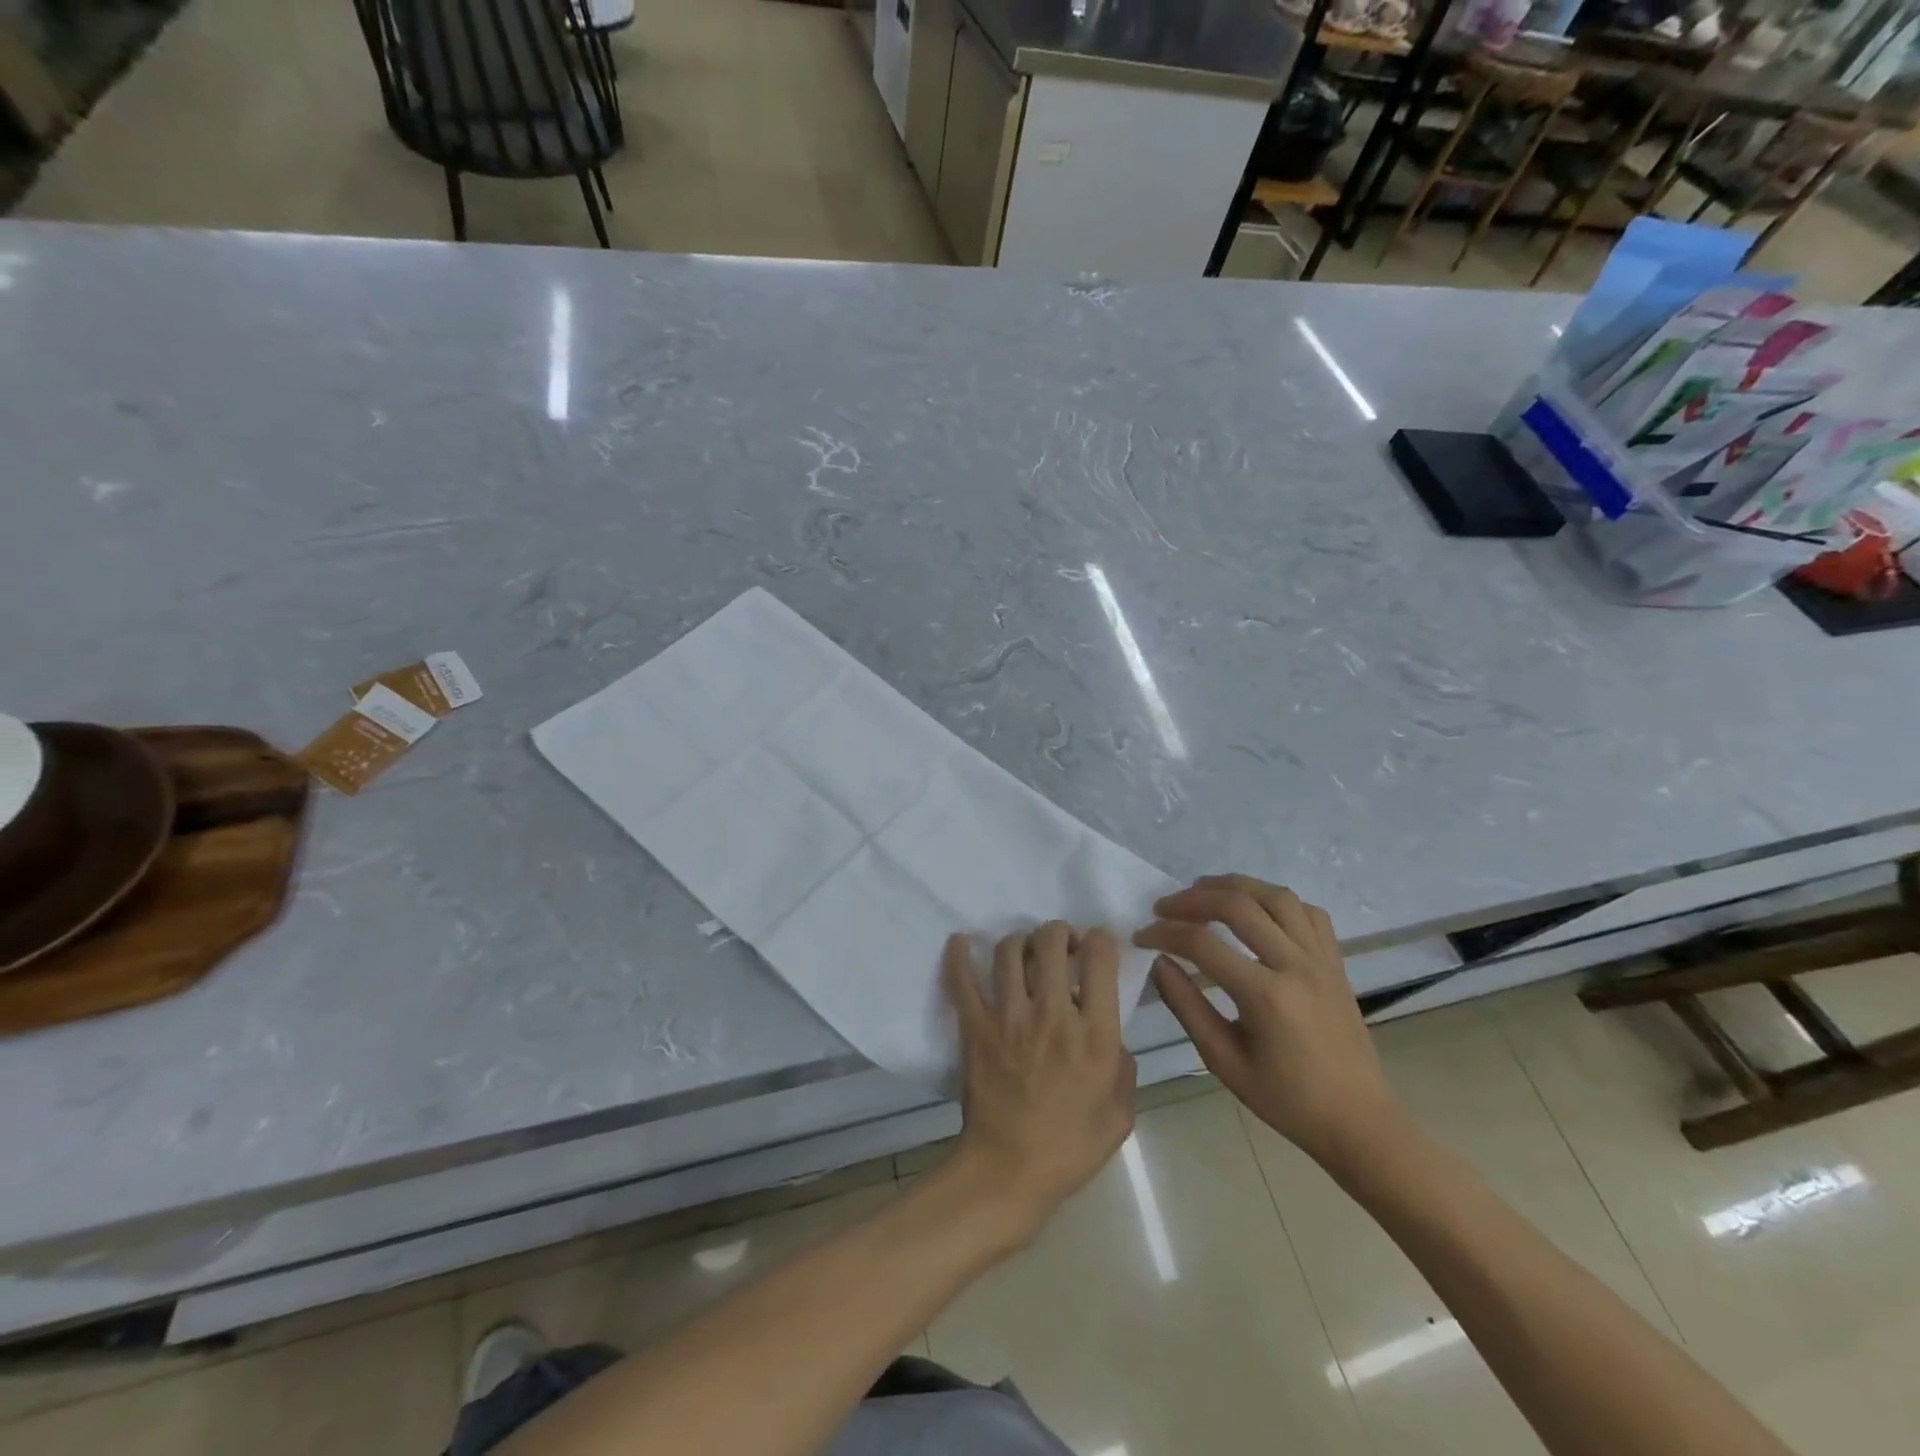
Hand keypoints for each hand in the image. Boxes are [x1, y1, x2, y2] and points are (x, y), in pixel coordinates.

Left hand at [942, 922, 1136, 1241]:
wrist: (1009, 1172)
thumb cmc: (1070, 1149)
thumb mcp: (1119, 1116)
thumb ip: (1123, 1069)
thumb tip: (1113, 1039)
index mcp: (1094, 1034)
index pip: (1100, 959)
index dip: (1101, 939)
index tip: (1097, 945)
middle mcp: (1053, 1014)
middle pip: (1052, 942)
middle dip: (1059, 932)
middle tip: (1060, 945)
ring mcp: (1009, 1017)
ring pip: (1010, 951)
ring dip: (1021, 942)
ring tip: (1025, 951)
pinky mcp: (976, 1027)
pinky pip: (963, 981)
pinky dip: (959, 956)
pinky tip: (960, 942)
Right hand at [1136, 876, 1401, 1169]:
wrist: (1358, 1120)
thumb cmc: (1286, 1099)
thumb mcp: (1224, 1061)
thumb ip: (1187, 1007)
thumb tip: (1159, 963)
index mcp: (1266, 996)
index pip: (1203, 944)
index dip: (1164, 933)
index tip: (1141, 935)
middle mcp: (1296, 965)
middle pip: (1238, 905)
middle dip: (1193, 899)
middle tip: (1164, 907)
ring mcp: (1321, 959)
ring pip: (1276, 896)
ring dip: (1234, 886)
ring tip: (1204, 891)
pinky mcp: (1335, 961)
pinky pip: (1307, 912)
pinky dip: (1276, 901)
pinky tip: (1256, 911)